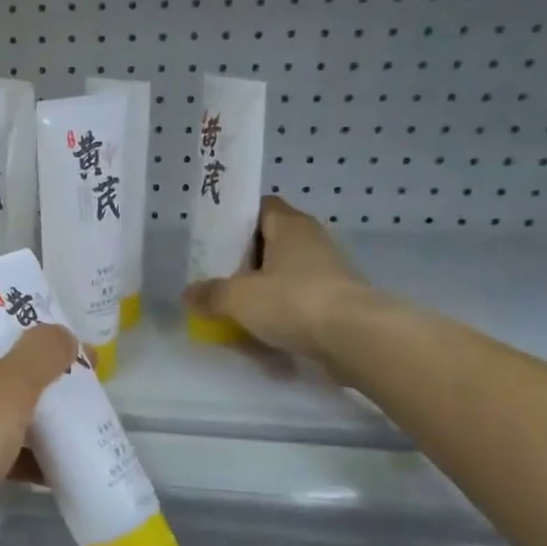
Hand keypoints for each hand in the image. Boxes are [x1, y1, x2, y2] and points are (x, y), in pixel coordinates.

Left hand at [0, 291, 76, 545]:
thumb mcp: (8, 390)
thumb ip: (42, 353)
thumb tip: (60, 333)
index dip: (20, 298)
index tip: (61, 318)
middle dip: (39, 359)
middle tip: (84, 370)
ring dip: (34, 404)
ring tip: (82, 414)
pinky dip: (18, 445)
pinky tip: (57, 465)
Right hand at [182, 196, 383, 362]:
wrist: (357, 338)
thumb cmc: (293, 301)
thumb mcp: (238, 298)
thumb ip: (211, 294)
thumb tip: (189, 294)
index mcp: (290, 225)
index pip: (261, 207)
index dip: (237, 220)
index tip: (216, 241)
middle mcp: (312, 241)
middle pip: (272, 243)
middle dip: (246, 262)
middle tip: (218, 281)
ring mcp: (330, 272)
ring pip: (286, 276)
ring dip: (264, 292)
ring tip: (237, 313)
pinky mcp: (339, 301)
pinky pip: (301, 302)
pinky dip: (283, 315)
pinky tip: (264, 336)